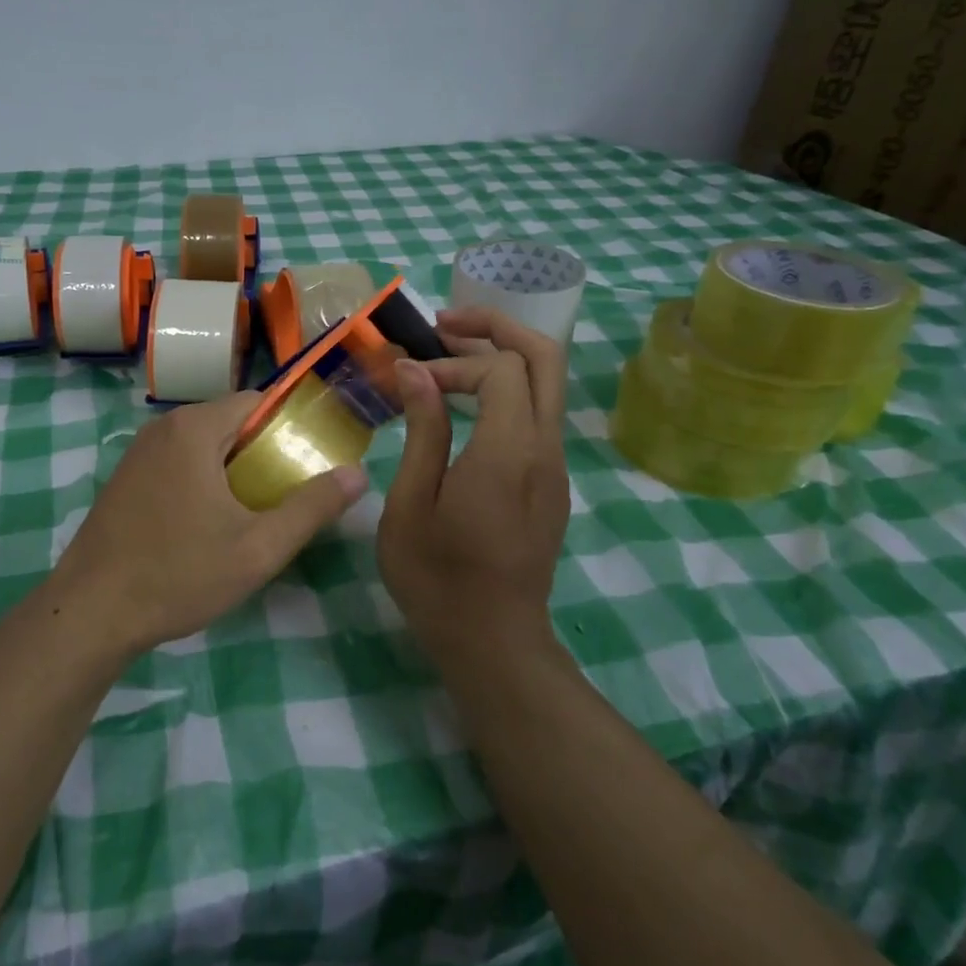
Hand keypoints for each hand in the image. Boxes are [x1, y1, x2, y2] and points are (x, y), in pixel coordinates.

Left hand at [49, 392, 366, 656]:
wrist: (89, 614)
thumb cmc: (179, 575)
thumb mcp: (258, 548)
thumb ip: (311, 508)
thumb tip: (358, 474)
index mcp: (194, 429)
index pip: (257, 400)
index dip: (289, 425)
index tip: (309, 460)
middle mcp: (162, 428)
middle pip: (229, 421)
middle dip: (262, 450)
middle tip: (285, 493)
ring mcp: (138, 453)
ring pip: (202, 443)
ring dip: (232, 467)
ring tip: (253, 511)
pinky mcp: (125, 478)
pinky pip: (177, 461)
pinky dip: (202, 478)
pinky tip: (207, 523)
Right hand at [378, 308, 570, 657]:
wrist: (494, 642)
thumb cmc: (437, 578)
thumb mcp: (411, 504)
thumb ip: (422, 431)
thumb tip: (415, 371)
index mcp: (508, 453)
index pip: (500, 369)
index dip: (453, 361)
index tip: (410, 380)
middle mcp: (545, 448)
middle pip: (545, 358)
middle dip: (498, 327)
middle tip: (445, 323)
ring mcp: (556, 466)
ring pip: (548, 384)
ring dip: (502, 356)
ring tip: (448, 354)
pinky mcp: (552, 481)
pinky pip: (539, 414)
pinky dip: (506, 389)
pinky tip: (465, 403)